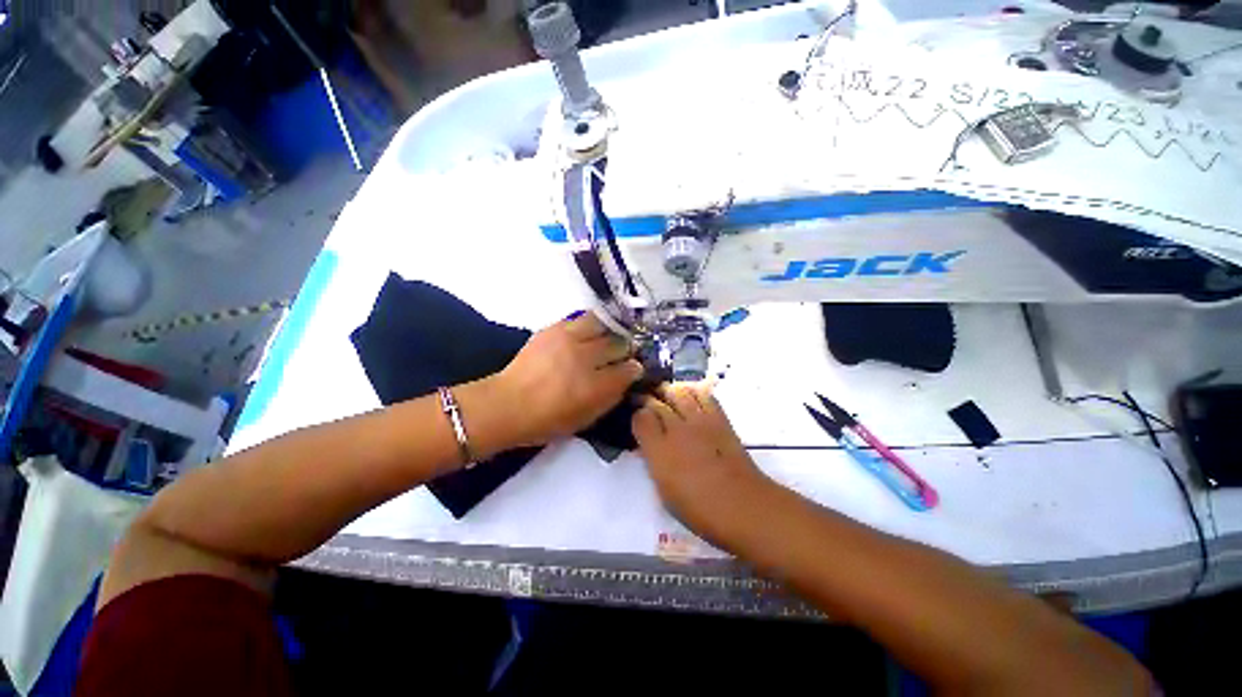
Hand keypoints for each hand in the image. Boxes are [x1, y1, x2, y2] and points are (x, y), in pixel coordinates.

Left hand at [490, 313, 642, 448]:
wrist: (507, 404)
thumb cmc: (547, 421)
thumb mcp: (586, 418)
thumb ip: (610, 398)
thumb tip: (626, 379)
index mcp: (596, 386)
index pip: (629, 370)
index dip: (635, 369)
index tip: (634, 369)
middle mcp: (586, 358)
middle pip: (619, 344)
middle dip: (625, 349)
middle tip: (623, 353)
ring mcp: (569, 340)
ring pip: (603, 325)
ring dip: (609, 331)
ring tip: (607, 338)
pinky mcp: (554, 329)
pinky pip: (581, 319)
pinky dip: (590, 325)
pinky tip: (589, 333)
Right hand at [632, 382, 770, 545]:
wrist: (743, 505)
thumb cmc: (699, 509)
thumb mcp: (664, 490)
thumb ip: (653, 461)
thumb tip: (647, 445)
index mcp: (660, 451)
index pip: (641, 417)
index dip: (637, 415)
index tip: (637, 418)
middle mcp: (677, 430)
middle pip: (657, 401)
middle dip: (648, 398)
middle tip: (646, 401)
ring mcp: (700, 421)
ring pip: (679, 392)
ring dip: (669, 391)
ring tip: (666, 395)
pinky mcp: (719, 419)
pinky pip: (703, 395)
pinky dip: (693, 391)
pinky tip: (690, 397)